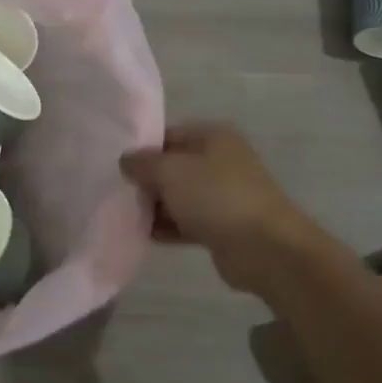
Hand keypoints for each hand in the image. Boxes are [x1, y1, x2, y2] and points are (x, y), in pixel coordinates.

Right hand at [120, 123, 324, 292]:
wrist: (264, 248)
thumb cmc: (216, 196)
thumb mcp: (171, 171)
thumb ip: (143, 163)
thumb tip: (126, 160)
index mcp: (214, 137)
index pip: (169, 134)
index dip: (143, 148)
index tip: (117, 165)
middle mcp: (221, 161)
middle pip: (174, 166)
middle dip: (147, 180)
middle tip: (119, 193)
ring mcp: (224, 195)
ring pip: (180, 196)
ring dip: (156, 206)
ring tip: (127, 216)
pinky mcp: (223, 226)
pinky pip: (188, 221)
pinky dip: (170, 227)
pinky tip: (146, 235)